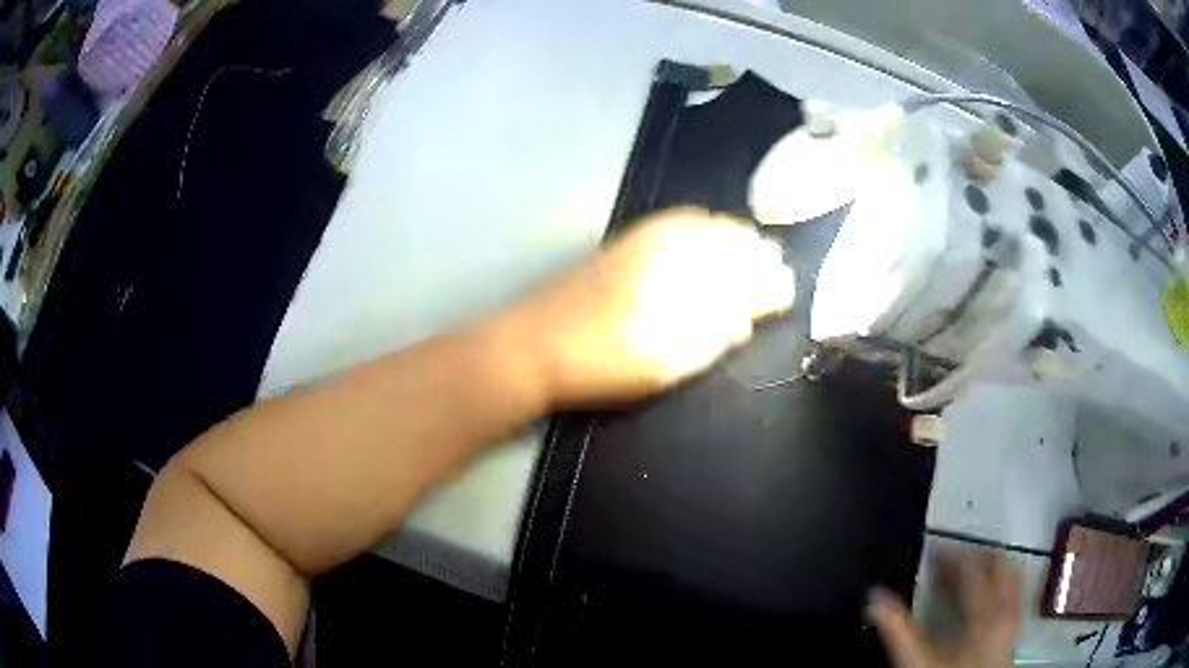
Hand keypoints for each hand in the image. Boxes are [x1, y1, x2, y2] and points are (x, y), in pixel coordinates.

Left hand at [509, 207, 794, 406]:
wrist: (532, 347)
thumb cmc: (604, 359)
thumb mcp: (669, 357)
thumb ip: (714, 331)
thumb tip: (747, 313)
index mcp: (681, 267)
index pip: (739, 265)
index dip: (767, 279)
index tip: (786, 289)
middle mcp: (664, 242)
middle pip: (723, 238)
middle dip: (753, 253)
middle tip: (774, 269)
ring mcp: (639, 240)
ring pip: (700, 226)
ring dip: (729, 238)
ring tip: (749, 251)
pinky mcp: (621, 246)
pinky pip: (673, 225)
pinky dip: (699, 229)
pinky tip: (703, 239)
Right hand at [867, 550, 1022, 667]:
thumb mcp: (916, 659)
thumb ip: (897, 628)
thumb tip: (874, 596)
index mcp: (982, 612)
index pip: (971, 567)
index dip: (951, 554)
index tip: (933, 552)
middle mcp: (1004, 608)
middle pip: (998, 563)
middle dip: (976, 553)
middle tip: (953, 556)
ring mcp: (1014, 618)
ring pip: (1013, 573)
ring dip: (994, 564)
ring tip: (974, 567)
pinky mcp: (1016, 629)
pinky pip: (1019, 591)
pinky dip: (1007, 581)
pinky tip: (994, 590)